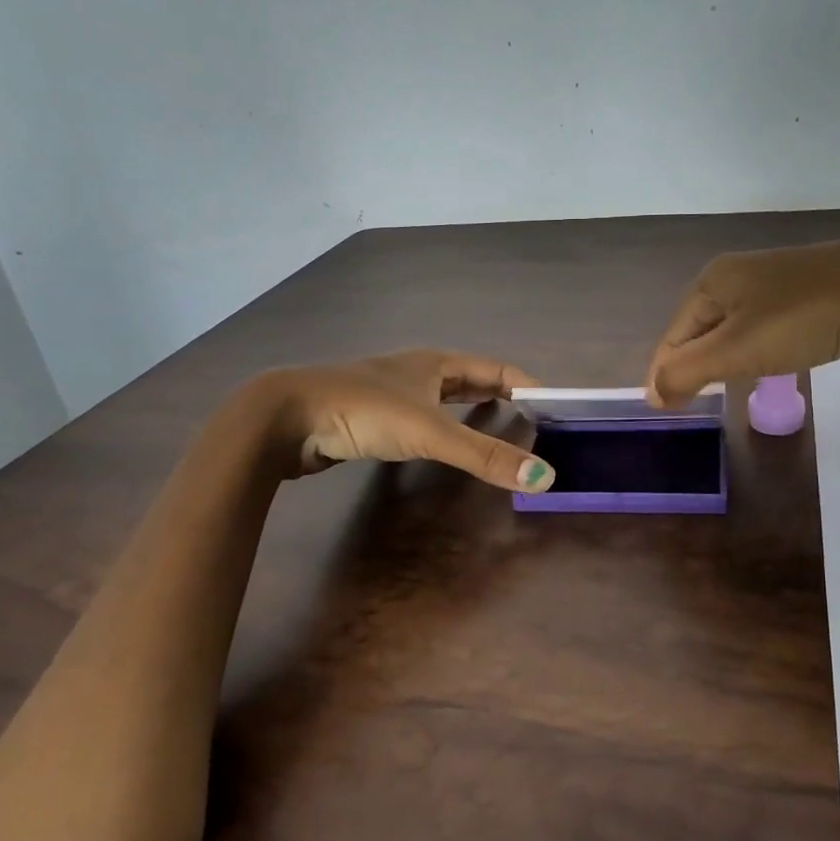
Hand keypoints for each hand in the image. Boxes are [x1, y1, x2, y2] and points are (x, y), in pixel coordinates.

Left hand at [246, 349, 555, 491]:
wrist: (287, 417)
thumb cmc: (364, 411)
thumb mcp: (431, 433)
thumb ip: (485, 456)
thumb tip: (545, 478)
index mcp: (435, 362)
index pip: (496, 367)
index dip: (526, 383)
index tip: (552, 406)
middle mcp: (416, 370)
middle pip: (470, 378)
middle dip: (500, 394)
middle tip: (530, 418)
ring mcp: (390, 392)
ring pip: (441, 396)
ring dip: (469, 407)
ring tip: (494, 426)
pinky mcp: (369, 415)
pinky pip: (418, 417)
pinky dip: (440, 426)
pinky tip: (438, 444)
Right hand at [645, 229, 839, 406]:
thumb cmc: (808, 317)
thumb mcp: (738, 348)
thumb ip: (688, 372)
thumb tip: (653, 394)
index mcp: (712, 283)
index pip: (672, 337)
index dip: (664, 375)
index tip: (664, 413)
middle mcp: (737, 278)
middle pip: (699, 332)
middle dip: (692, 367)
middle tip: (691, 406)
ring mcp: (775, 286)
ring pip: (733, 332)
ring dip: (724, 362)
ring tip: (722, 392)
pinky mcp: (807, 298)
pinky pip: (765, 331)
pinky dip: (757, 354)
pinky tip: (767, 369)